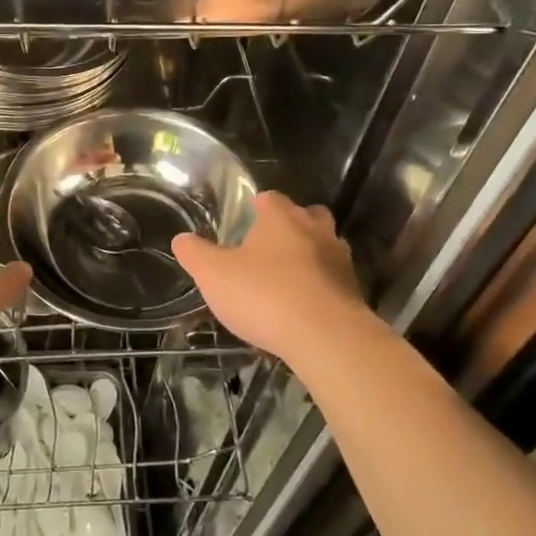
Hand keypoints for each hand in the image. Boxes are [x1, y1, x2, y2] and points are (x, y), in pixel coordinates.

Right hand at [172, 191, 371, 364]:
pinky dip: (319, 287)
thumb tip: (181, 239)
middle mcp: (315, 229)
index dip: (256, 207)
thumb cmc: (264, 295)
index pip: (269, 198)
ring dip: (308, 258)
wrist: (326, 338)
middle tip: (267, 247)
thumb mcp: (213, 275)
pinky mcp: (354, 292)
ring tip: (285, 280)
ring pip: (324, 247)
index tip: (243, 222)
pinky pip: (332, 280)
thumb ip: (195, 254)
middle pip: (306, 215)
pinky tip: (302, 308)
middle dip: (290, 226)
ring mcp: (339, 260)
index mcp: (281, 217)